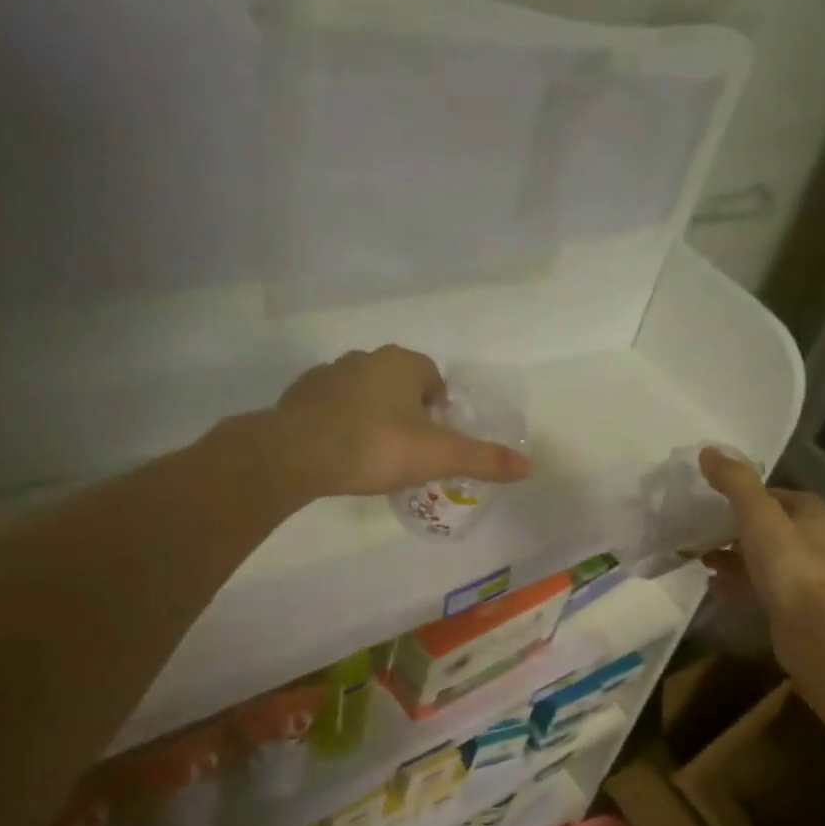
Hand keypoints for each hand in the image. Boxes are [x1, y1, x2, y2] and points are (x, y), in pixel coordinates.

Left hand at [266, 346, 531, 501]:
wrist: (295, 454)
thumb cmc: (375, 446)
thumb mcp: (438, 456)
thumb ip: (483, 460)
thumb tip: (528, 467)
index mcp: (402, 363)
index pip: (433, 379)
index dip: (439, 411)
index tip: (433, 443)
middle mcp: (365, 358)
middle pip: (399, 385)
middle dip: (407, 413)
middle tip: (407, 454)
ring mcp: (328, 374)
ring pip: (364, 395)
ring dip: (373, 418)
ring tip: (374, 458)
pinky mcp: (299, 396)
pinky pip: (332, 408)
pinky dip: (341, 425)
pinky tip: (341, 456)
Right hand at [699, 447, 824, 666]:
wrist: (812, 629)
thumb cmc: (789, 564)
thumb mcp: (758, 514)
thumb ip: (735, 482)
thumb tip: (708, 451)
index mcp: (817, 514)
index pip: (778, 495)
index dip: (746, 496)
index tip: (715, 502)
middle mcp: (818, 542)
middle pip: (769, 527)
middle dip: (735, 529)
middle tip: (703, 532)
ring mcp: (807, 576)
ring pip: (763, 558)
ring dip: (733, 557)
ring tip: (701, 558)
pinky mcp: (794, 605)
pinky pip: (760, 585)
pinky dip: (737, 582)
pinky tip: (713, 585)